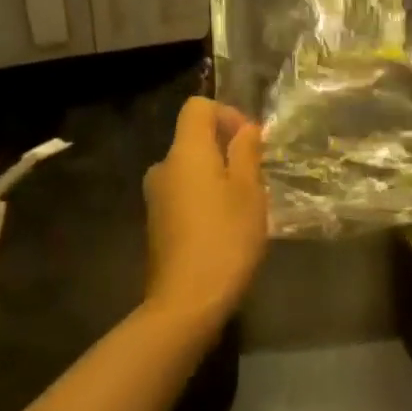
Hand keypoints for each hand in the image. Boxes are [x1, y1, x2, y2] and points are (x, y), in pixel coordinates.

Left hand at [143, 97, 266, 328]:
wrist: (185, 303)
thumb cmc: (225, 238)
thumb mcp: (248, 191)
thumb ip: (246, 152)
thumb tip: (245, 129)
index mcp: (185, 151)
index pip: (198, 107)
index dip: (227, 114)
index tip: (250, 141)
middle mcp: (163, 166)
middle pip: (194, 138)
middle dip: (226, 148)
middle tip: (255, 177)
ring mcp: (156, 197)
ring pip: (190, 169)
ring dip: (216, 176)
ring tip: (244, 205)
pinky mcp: (156, 224)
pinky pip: (183, 194)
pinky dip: (203, 198)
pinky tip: (224, 228)